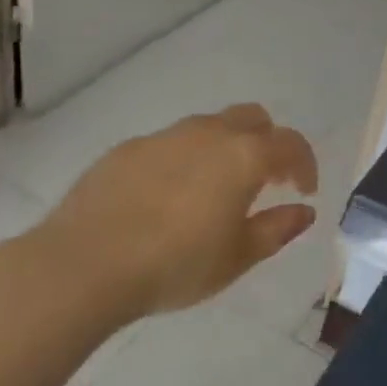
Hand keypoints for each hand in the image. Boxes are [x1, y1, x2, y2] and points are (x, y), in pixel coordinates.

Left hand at [36, 104, 318, 316]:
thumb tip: (304, 211)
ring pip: (209, 126)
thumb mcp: (238, 257)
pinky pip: (169, 144)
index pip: (291, 144)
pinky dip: (183, 160)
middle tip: (265, 180)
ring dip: (225, 148)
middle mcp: (210, 134)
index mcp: (245, 155)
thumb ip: (277, 228)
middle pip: (253, 118)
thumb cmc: (175, 264)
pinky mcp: (126, 150)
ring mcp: (165, 137)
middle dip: (267, 142)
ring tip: (214, 189)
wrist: (81, 266)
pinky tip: (166, 198)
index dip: (305, 165)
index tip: (304, 191)